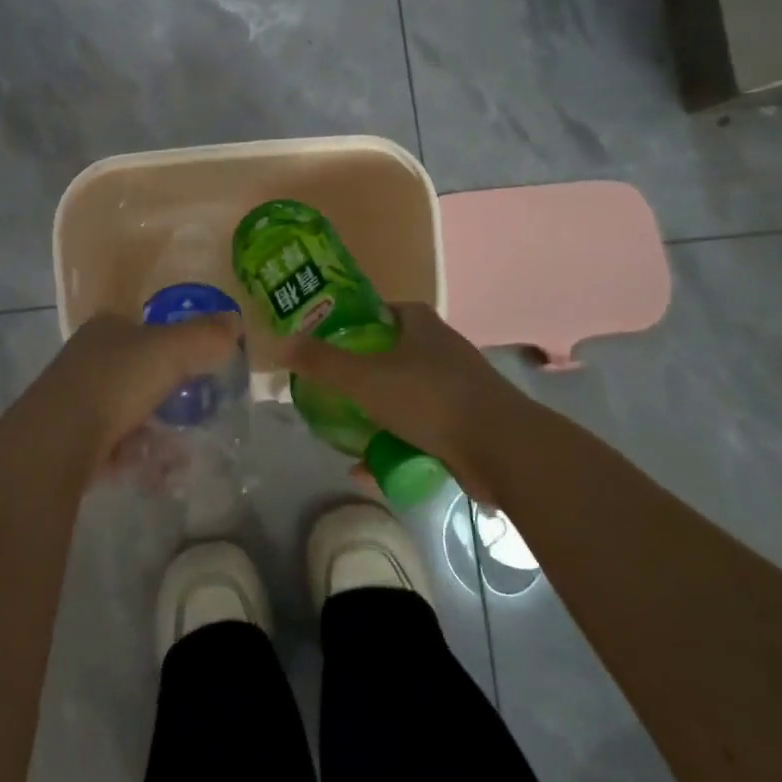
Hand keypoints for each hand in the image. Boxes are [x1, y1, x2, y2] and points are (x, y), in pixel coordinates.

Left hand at [33, 310, 241, 467]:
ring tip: (181, 456)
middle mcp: (88, 358)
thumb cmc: (116, 382)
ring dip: (157, 434)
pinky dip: (139, 458)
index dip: (174, 344)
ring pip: (129, 413)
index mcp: (107, 328)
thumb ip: (206, 335)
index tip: (201, 368)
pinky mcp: (70, 441)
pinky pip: (116, 447)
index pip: (146, 328)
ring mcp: (76, 400)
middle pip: (139, 372)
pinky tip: (156, 474)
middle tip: (196, 416)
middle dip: (169, 397)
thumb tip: (236, 321)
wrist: (56, 442)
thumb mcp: (171, 350)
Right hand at [280, 302, 511, 486]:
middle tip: (325, 393)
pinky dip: (393, 444)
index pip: (374, 312)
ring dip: (373, 415)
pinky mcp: (464, 423)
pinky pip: (418, 429)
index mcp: (418, 323)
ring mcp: (455, 386)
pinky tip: (368, 469)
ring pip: (401, 395)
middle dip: (355, 376)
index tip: (318, 346)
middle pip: (385, 355)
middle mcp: (438, 347)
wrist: (502, 448)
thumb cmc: (429, 397)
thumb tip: (279, 344)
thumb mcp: (364, 377)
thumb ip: (320, 361)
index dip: (345, 325)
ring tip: (341, 432)